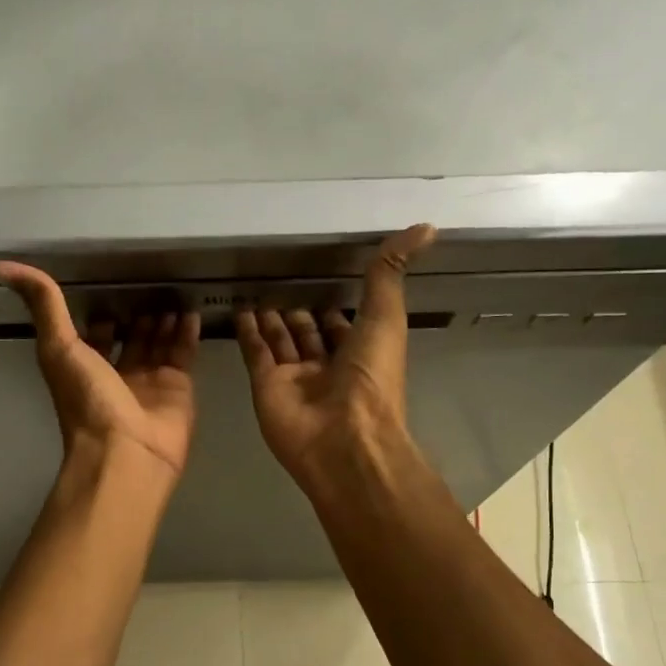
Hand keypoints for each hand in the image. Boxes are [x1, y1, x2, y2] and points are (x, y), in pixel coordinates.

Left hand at [0, 263, 201, 478]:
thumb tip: (5, 266)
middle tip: (152, 282)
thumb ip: (44, 305)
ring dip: (164, 319)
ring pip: (158, 343)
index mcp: (84, 367)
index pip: (94, 335)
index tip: (111, 284)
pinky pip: (183, 354)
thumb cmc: (88, 402)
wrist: (125, 453)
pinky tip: (191, 311)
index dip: (101, 313)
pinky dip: (188, 333)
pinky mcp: (178, 389)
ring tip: (174, 290)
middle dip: (139, 314)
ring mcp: (149, 383)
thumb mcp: (58, 347)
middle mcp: (116, 374)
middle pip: (130, 338)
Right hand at [236, 224, 436, 485]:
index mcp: (360, 354)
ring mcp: (294, 379)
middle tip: (280, 283)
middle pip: (308, 334)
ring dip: (271, 319)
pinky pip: (256, 353)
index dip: (334, 305)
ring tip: (257, 291)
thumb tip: (425, 227)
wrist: (342, 439)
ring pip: (280, 342)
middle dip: (298, 312)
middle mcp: (327, 367)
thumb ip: (391, 273)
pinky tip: (241, 309)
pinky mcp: (266, 387)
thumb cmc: (371, 378)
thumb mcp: (386, 317)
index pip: (343, 325)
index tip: (321, 279)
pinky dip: (248, 333)